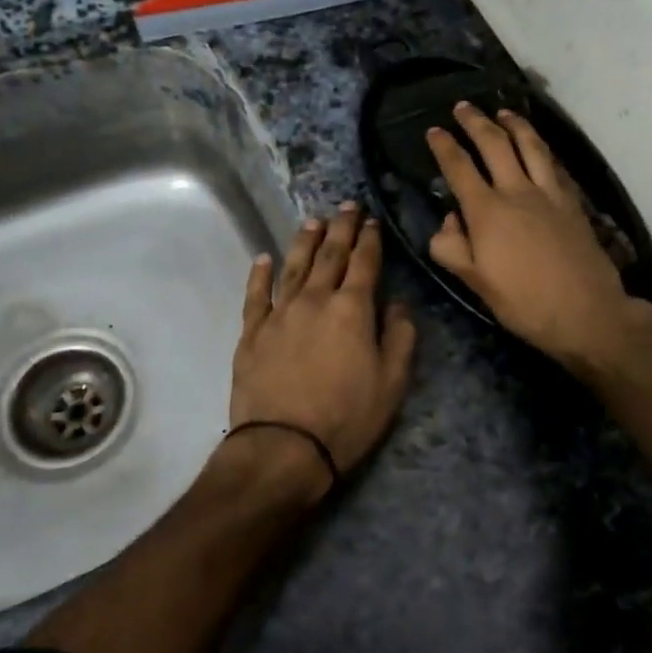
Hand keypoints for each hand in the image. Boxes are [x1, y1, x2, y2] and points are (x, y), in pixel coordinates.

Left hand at [228, 205, 417, 486]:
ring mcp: (279, 314)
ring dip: (305, 241)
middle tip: (346, 205)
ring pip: (294, 267)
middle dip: (341, 228)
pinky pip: (256, 295)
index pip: (364, 263)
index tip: (372, 220)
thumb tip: (397, 304)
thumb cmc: (347, 417)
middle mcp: (315, 300)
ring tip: (313, 221)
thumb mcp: (392, 382)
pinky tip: (263, 259)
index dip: (370, 239)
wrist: (284, 447)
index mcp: (352, 309)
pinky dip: (260, 275)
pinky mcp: (252, 333)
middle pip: (330, 255)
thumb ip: (399, 337)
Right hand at [427, 103, 637, 372]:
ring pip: (530, 146)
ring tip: (503, 111)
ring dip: (515, 124)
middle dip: (476, 122)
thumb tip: (447, 220)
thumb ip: (451, 247)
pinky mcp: (572, 202)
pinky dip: (543, 148)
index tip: (434, 130)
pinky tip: (540, 146)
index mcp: (487, 211)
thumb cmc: (524, 302)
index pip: (459, 167)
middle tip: (463, 106)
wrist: (587, 312)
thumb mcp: (475, 282)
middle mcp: (517, 191)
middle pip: (495, 144)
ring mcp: (549, 193)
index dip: (444, 146)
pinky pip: (554, 164)